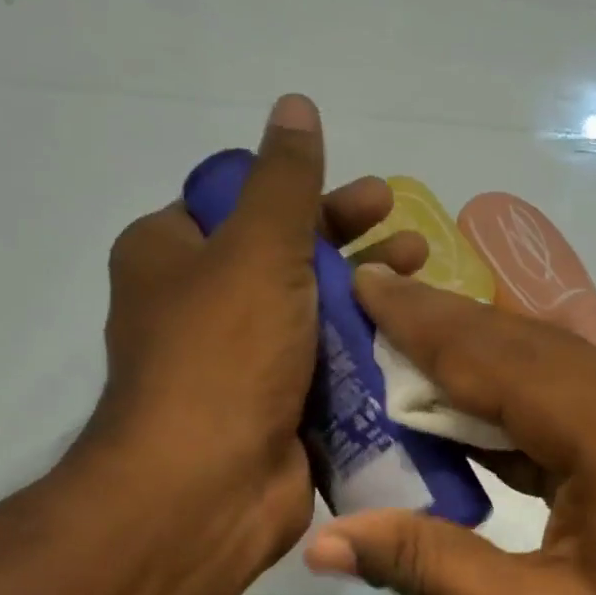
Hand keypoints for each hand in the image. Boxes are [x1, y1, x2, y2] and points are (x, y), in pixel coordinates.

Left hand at [80, 94, 424, 594]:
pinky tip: (413, 341)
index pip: (243, 205)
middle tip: (409, 235)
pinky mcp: (277, 409)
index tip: (368, 199)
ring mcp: (241, 363)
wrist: (207, 488)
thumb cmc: (223, 354)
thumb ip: (284, 180)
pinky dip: (365, 351)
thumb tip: (294, 105)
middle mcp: (200, 306)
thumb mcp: (257, 249)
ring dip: (367, 298)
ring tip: (423, 283)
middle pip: (287, 259)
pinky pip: (328, 366)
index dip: (308, 196)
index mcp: (172, 256)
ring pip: (314, 314)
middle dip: (351, 246)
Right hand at [303, 266, 595, 594]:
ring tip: (392, 360)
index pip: (485, 352)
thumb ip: (432, 564)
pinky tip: (464, 416)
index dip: (413, 319)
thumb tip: (328, 541)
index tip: (354, 283)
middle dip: (434, 329)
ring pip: (541, 363)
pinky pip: (569, 394)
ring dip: (470, 364)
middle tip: (358, 316)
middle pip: (512, 342)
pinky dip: (511, 401)